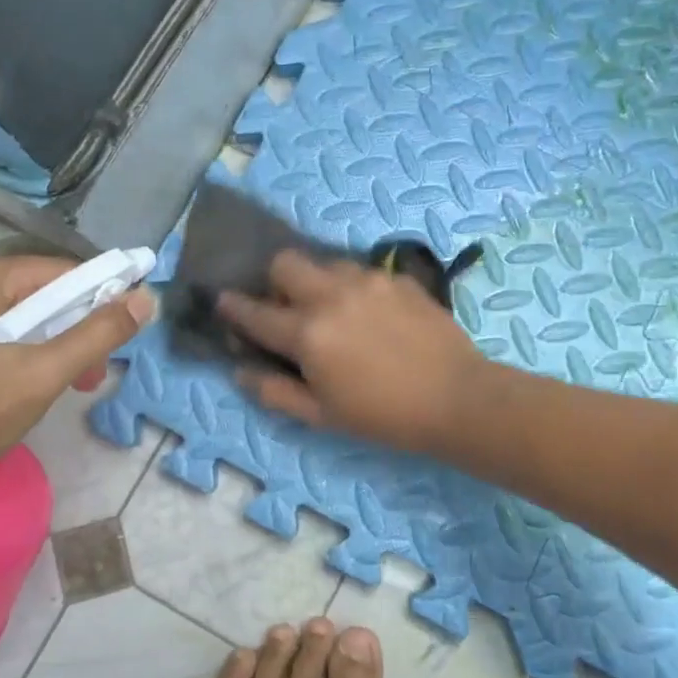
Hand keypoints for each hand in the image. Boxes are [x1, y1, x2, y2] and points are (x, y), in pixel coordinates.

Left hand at [0, 255, 155, 492]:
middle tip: (93, 375)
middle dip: (77, 330)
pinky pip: (0, 329)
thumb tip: (146, 299)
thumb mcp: (45, 373)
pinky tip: (34, 382)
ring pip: (23, 314)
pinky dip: (27, 350)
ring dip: (55, 344)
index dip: (101, 299)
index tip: (121, 338)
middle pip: (42, 292)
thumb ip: (99, 334)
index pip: (62, 272)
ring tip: (70, 384)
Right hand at [217, 249, 488, 453]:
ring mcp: (368, 281)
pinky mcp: (398, 278)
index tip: (222, 301)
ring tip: (332, 310)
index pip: (255, 313)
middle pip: (285, 263)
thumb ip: (275, 391)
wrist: (456, 398)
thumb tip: (240, 371)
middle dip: (275, 281)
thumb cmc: (383, 416)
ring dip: (316, 282)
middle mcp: (331, 295)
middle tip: (287, 308)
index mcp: (307, 333)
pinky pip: (361, 271)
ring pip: (324, 262)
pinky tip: (369, 314)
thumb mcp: (322, 415)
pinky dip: (352, 287)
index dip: (232, 307)